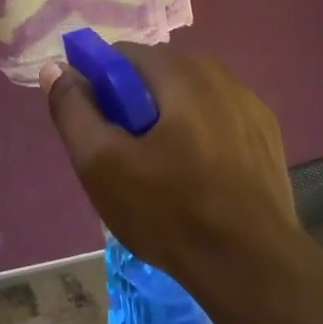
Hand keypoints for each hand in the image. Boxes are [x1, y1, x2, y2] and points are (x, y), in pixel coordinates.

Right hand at [42, 44, 299, 287]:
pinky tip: (198, 176)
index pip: (121, 55)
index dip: (99, 86)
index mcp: (179, 71)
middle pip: (155, 73)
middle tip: (124, 155)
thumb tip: (56, 69)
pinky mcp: (267, 133)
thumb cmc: (170, 211)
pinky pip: (217, 116)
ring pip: (188, 95)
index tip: (98, 129)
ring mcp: (248, 102)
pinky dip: (199, 132)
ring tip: (160, 170)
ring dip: (167, 118)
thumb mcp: (102, 165)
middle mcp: (218, 73)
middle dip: (132, 103)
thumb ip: (73, 110)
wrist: (253, 268)